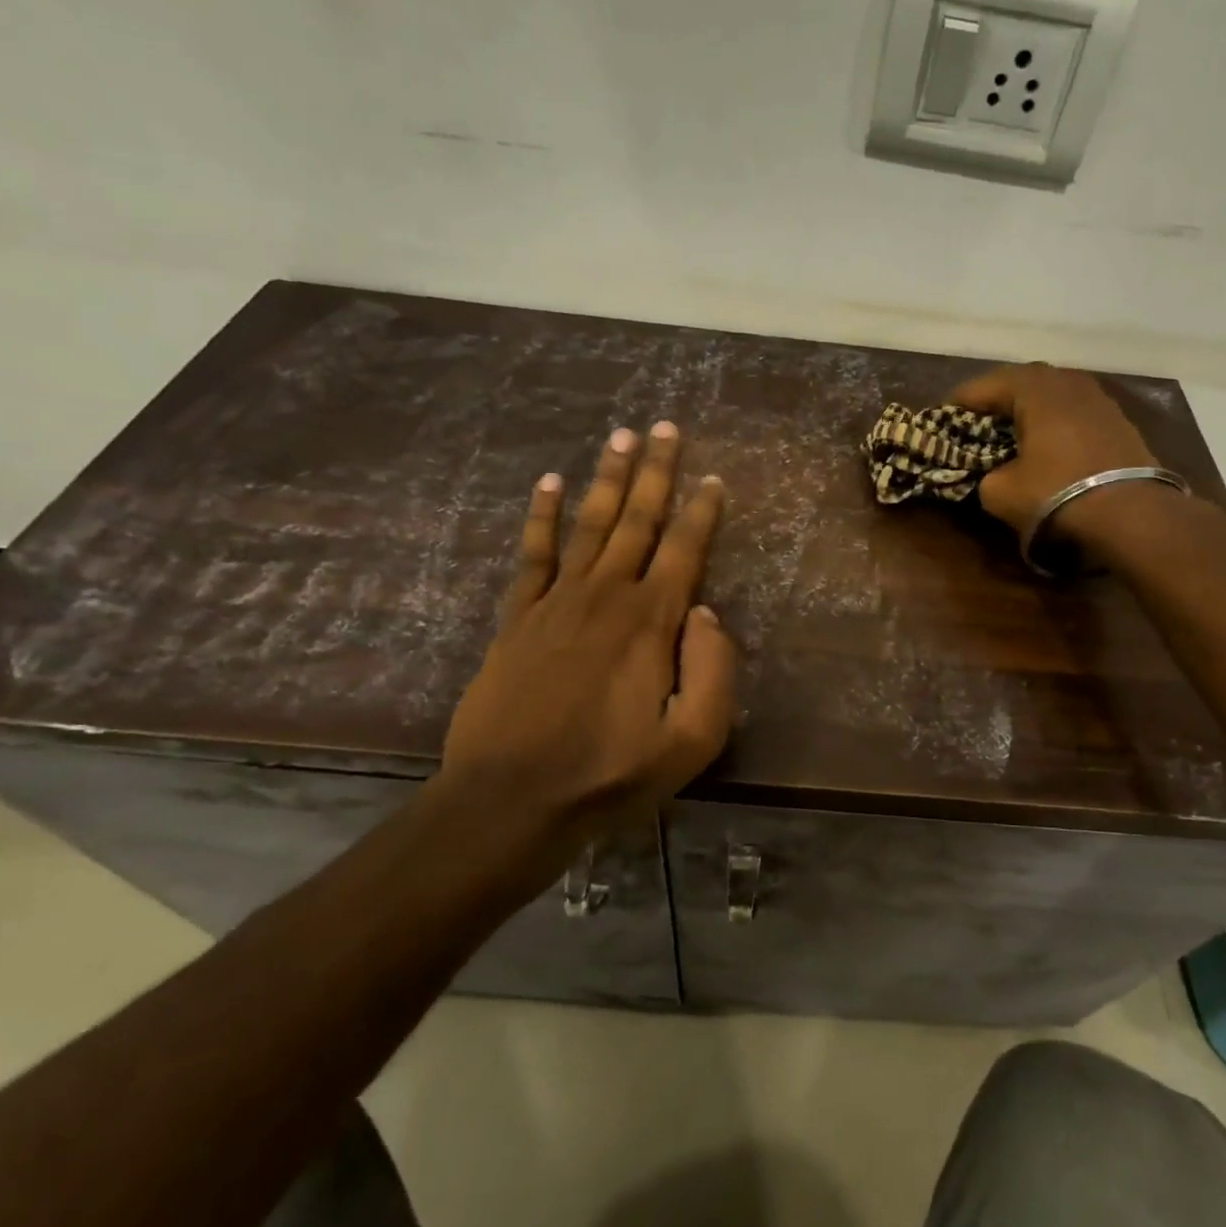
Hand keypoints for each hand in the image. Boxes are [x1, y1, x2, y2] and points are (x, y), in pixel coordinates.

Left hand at [434, 422, 735, 865]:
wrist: (511, 799)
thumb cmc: (610, 774)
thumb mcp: (691, 741)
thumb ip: (713, 673)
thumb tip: (709, 614)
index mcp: (653, 622)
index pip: (685, 550)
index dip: (703, 512)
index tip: (714, 478)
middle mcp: (607, 596)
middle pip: (637, 520)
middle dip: (656, 472)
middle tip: (665, 427)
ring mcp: (557, 602)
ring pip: (589, 525)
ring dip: (606, 479)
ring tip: (620, 437)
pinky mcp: (518, 618)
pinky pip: (533, 555)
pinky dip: (541, 517)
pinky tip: (548, 484)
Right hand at [950, 363, 1162, 546]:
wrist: (1131, 514)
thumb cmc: (1056, 494)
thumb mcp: (1000, 492)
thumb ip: (985, 476)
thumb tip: (992, 474)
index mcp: (1034, 389)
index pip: (984, 385)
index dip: (958, 402)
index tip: (940, 418)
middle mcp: (1067, 382)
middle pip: (1021, 382)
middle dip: (995, 399)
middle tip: (976, 420)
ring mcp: (1098, 399)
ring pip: (1052, 394)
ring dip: (1028, 408)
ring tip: (1011, 430)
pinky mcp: (1118, 421)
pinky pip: (1074, 412)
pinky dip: (1054, 422)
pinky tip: (1048, 443)